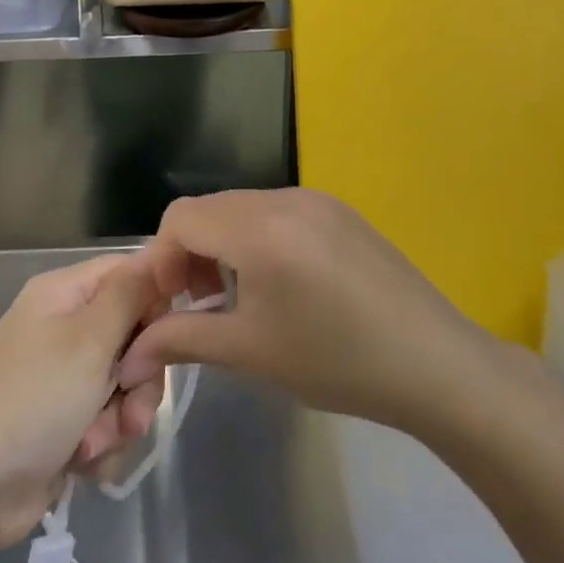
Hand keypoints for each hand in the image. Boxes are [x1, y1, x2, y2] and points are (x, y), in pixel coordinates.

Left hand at [0, 253, 169, 554]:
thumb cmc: (31, 401)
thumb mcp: (88, 339)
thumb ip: (130, 294)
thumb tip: (158, 253)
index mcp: (63, 294)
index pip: (130, 273)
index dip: (157, 300)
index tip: (169, 336)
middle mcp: (63, 328)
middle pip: (135, 335)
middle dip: (140, 377)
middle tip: (129, 401)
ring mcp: (63, 378)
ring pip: (126, 386)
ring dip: (121, 417)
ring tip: (94, 442)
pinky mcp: (65, 423)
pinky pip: (109, 422)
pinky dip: (102, 443)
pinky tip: (80, 461)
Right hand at [119, 189, 525, 441]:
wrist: (435, 364)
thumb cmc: (336, 360)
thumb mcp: (249, 351)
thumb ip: (181, 339)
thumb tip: (127, 354)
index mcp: (259, 227)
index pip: (179, 219)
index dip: (161, 261)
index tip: (171, 306)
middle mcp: (285, 198)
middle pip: (209, 209)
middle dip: (188, 253)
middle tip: (198, 304)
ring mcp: (317, 201)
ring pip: (241, 209)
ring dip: (222, 246)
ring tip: (236, 297)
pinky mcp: (340, 212)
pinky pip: (276, 213)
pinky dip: (256, 240)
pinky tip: (278, 284)